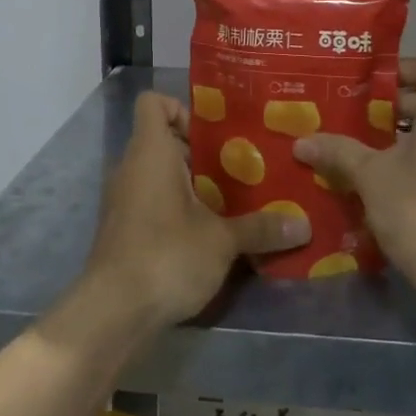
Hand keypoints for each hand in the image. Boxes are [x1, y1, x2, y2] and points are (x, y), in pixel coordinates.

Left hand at [84, 92, 311, 329]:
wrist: (112, 312)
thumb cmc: (166, 255)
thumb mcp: (222, 241)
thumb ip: (260, 228)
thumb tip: (303, 225)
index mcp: (150, 152)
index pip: (153, 103)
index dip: (182, 109)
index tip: (214, 135)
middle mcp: (131, 168)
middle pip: (163, 140)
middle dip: (200, 152)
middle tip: (239, 169)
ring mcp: (122, 200)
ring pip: (158, 174)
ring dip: (191, 184)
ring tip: (230, 201)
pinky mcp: (123, 230)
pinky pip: (151, 202)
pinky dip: (176, 208)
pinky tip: (206, 233)